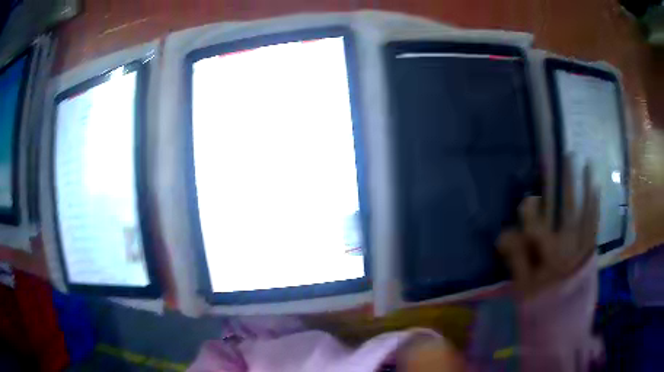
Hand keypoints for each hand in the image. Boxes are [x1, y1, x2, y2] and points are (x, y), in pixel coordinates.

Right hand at [497, 155, 598, 298]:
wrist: (566, 332)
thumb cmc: (542, 312)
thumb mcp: (523, 292)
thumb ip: (516, 260)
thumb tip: (503, 233)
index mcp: (548, 260)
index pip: (536, 227)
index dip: (529, 213)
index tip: (526, 201)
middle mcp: (569, 249)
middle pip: (565, 211)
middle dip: (563, 184)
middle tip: (562, 157)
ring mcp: (583, 249)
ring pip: (584, 212)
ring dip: (584, 188)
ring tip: (585, 164)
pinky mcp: (591, 252)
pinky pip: (595, 226)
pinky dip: (595, 207)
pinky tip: (595, 190)